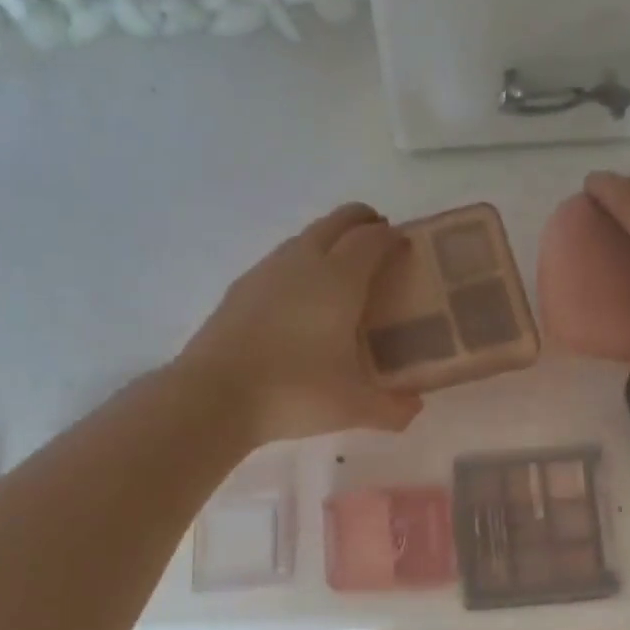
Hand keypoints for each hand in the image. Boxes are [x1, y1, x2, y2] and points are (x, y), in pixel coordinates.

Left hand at [181, 204, 422, 444]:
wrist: (215, 396)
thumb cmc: (295, 391)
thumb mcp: (354, 407)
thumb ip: (392, 408)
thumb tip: (414, 408)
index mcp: (339, 280)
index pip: (372, 239)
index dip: (392, 237)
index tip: (406, 246)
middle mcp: (304, 262)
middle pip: (338, 222)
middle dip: (362, 222)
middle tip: (379, 242)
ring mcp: (267, 271)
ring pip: (305, 238)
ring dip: (329, 240)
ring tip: (342, 271)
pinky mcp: (241, 288)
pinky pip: (280, 262)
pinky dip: (300, 265)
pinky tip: (300, 299)